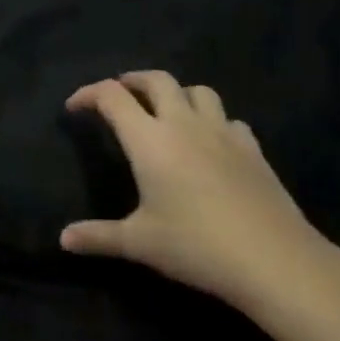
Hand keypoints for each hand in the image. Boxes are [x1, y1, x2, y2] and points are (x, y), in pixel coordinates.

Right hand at [60, 72, 338, 312]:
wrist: (275, 260)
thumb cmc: (197, 246)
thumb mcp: (140, 243)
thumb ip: (98, 236)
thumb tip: (64, 239)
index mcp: (149, 140)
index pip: (112, 97)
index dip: (88, 94)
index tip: (74, 107)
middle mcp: (183, 124)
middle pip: (156, 79)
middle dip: (132, 81)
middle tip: (119, 95)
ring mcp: (223, 133)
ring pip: (197, 90)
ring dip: (176, 93)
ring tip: (166, 111)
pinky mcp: (253, 149)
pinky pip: (229, 119)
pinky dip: (213, 120)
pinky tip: (211, 142)